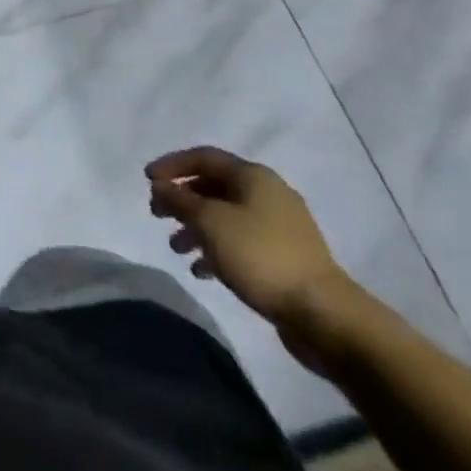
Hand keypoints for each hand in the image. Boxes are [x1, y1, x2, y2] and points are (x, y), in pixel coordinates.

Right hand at [146, 146, 352, 351]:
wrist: (323, 314)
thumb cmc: (260, 256)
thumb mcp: (210, 222)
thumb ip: (180, 200)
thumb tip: (161, 186)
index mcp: (253, 176)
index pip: (203, 157)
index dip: (172, 165)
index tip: (147, 180)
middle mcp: (268, 193)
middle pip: (214, 186)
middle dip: (182, 199)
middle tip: (157, 214)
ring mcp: (280, 227)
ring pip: (226, 216)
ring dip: (196, 227)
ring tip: (175, 247)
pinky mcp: (285, 257)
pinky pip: (241, 242)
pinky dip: (217, 250)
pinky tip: (201, 270)